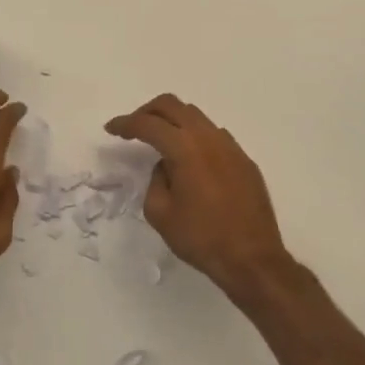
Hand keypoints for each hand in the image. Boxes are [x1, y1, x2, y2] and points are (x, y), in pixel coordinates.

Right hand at [105, 94, 292, 299]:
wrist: (252, 259)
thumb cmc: (201, 238)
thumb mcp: (160, 213)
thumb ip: (155, 180)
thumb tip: (166, 166)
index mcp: (185, 149)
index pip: (148, 124)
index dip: (126, 123)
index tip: (111, 128)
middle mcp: (209, 138)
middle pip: (173, 105)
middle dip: (148, 111)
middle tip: (134, 127)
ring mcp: (231, 147)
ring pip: (196, 117)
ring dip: (174, 121)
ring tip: (161, 142)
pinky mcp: (244, 161)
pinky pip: (215, 136)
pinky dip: (195, 137)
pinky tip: (191, 160)